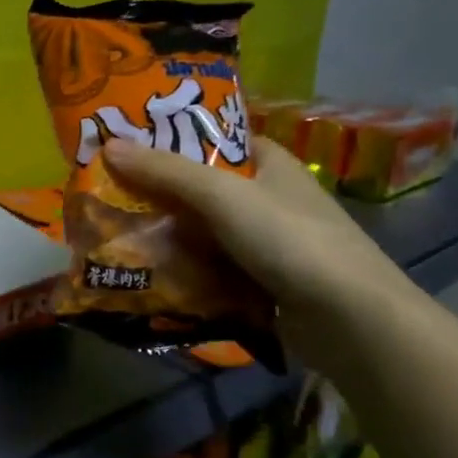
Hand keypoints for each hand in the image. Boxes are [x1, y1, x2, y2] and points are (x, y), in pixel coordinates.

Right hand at [102, 137, 418, 372]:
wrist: (350, 319)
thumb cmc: (289, 239)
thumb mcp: (222, 195)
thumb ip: (166, 171)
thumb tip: (108, 146)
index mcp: (270, 163)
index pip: (215, 139)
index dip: (173, 138)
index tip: (127, 145)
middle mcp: (269, 198)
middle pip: (202, 187)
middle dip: (158, 191)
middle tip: (107, 192)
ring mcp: (266, 242)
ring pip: (203, 230)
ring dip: (166, 234)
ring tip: (114, 233)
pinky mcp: (261, 281)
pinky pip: (210, 267)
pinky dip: (182, 268)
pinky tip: (147, 272)